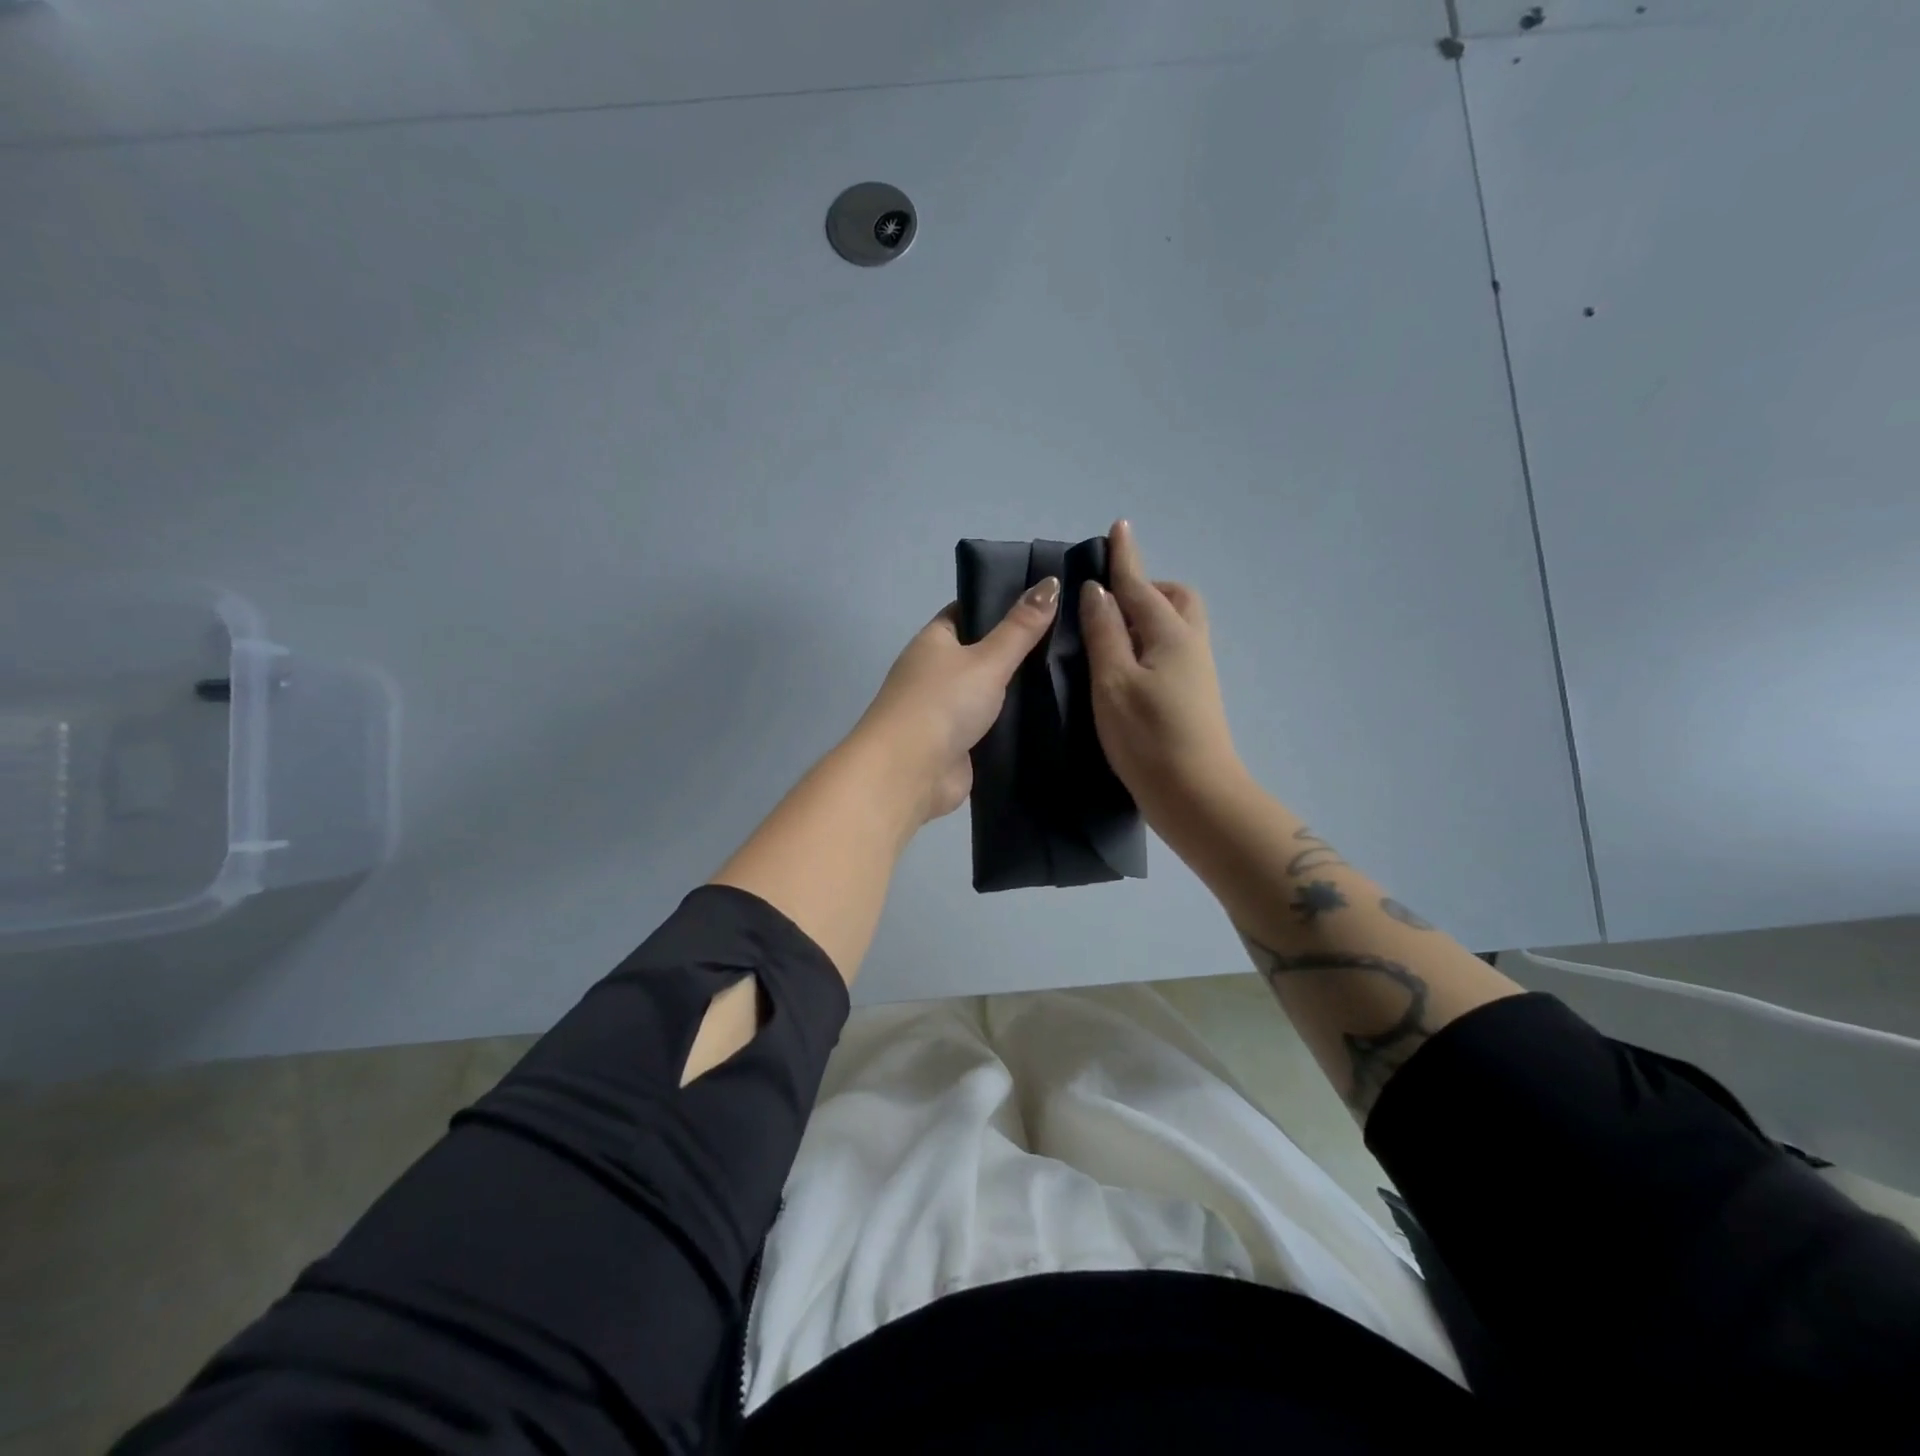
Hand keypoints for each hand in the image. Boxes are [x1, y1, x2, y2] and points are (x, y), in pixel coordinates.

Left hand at [853, 578, 1061, 823]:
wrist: (908, 773)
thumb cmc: (942, 703)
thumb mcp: (987, 659)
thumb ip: (1020, 627)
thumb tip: (1051, 582)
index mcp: (934, 641)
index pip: (969, 612)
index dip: (1002, 604)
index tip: (1046, 601)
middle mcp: (936, 672)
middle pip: (982, 653)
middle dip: (1018, 649)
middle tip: (1071, 638)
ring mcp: (946, 710)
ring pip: (989, 692)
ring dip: (1019, 689)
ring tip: (1072, 673)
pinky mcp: (959, 744)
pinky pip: (992, 725)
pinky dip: (1014, 722)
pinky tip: (1050, 714)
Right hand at [1081, 520, 1242, 827]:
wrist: (1196, 795)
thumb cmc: (1147, 737)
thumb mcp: (1113, 681)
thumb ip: (1105, 633)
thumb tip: (1098, 592)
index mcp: (1169, 633)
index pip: (1140, 585)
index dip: (1125, 557)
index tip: (1118, 526)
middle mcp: (1189, 643)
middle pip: (1174, 598)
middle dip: (1145, 587)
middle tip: (1109, 602)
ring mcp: (1196, 671)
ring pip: (1176, 624)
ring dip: (1148, 615)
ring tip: (1112, 634)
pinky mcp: (1193, 694)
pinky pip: (1173, 647)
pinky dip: (1151, 640)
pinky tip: (1127, 664)